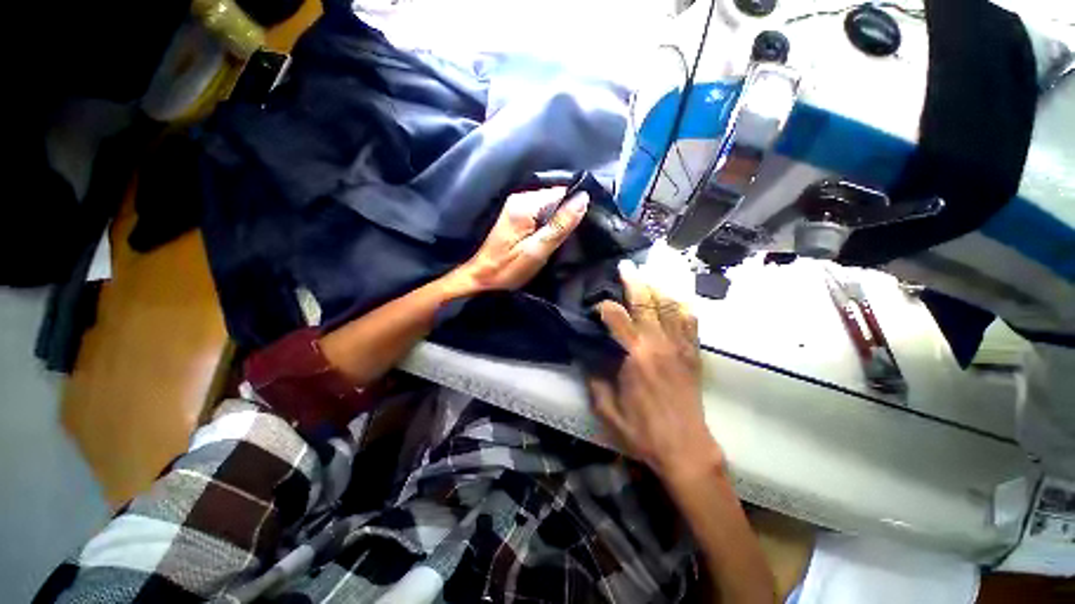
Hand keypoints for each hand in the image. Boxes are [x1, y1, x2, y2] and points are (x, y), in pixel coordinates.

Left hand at [452, 187, 588, 292]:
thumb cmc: (507, 269)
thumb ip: (560, 225)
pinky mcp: (516, 214)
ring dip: (559, 219)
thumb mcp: (537, 251)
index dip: (575, 206)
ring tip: (563, 238)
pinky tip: (550, 236)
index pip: (561, 192)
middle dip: (567, 213)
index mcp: (525, 205)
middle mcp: (520, 198)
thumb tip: (583, 199)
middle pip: (555, 196)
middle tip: (572, 236)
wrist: (481, 277)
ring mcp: (516, 205)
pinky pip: (541, 211)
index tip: (583, 224)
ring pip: (549, 204)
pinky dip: (549, 222)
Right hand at [589, 262, 723, 485]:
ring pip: (670, 306)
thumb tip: (586, 357)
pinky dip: (682, 306)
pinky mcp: (693, 354)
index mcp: (635, 356)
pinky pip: (690, 322)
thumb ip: (594, 379)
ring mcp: (680, 347)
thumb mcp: (607, 410)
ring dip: (657, 287)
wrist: (686, 449)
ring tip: (648, 274)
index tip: (596, 306)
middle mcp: (659, 344)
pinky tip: (676, 297)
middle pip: (646, 302)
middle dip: (634, 281)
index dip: (604, 306)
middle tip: (625, 266)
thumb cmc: (643, 432)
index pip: (617, 317)